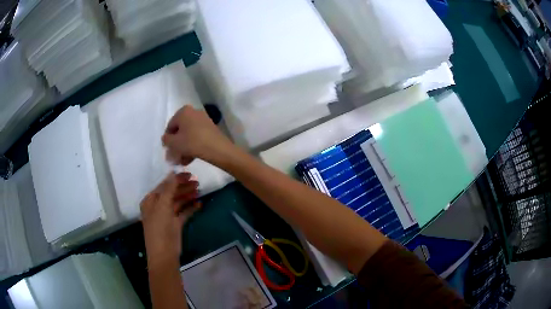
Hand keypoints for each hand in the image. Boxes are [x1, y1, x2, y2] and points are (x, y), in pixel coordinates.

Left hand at [141, 172, 200, 265]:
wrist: (164, 255)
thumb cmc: (160, 229)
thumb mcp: (163, 206)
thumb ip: (169, 189)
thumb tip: (173, 172)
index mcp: (150, 201)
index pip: (164, 185)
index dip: (176, 179)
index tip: (190, 174)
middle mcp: (157, 206)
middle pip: (171, 193)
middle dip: (183, 187)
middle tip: (197, 182)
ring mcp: (166, 216)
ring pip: (178, 202)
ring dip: (188, 196)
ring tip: (199, 191)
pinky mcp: (175, 224)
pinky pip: (183, 212)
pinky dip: (190, 208)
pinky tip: (199, 204)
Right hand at [162, 105, 234, 165]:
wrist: (217, 148)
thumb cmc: (192, 142)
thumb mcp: (174, 143)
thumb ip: (166, 140)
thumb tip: (165, 138)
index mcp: (183, 111)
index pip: (170, 126)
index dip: (168, 139)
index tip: (168, 150)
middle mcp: (194, 112)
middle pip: (180, 130)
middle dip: (177, 145)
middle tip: (175, 157)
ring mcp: (204, 120)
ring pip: (189, 135)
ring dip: (184, 148)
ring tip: (182, 161)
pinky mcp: (211, 129)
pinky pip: (197, 137)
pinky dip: (193, 146)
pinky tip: (191, 158)